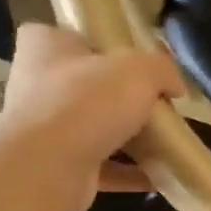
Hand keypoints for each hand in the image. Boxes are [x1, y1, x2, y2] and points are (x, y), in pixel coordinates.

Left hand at [0, 24, 184, 210]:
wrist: (48, 168)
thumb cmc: (86, 101)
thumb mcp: (139, 69)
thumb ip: (163, 69)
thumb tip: (174, 86)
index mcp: (45, 46)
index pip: (71, 35)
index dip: (103, 45)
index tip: (134, 60)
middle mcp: (36, 85)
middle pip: (88, 85)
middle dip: (122, 97)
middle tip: (157, 104)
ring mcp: (43, 129)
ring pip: (94, 128)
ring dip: (128, 137)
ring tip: (165, 142)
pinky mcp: (55, 167)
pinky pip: (101, 166)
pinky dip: (128, 172)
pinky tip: (159, 176)